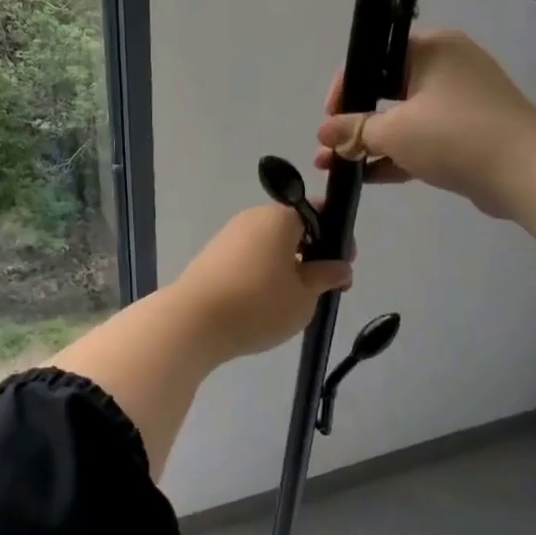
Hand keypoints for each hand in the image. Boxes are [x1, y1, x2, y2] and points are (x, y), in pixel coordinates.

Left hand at [167, 203, 352, 361]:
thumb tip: (341, 266)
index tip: (343, 266)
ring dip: (286, 266)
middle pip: (292, 229)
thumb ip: (327, 276)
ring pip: (270, 245)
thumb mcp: (304, 295)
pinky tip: (263, 303)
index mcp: (280, 217)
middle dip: (311, 254)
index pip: (318, 212)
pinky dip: (262, 274)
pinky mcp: (212, 256)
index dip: (337, 236)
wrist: (192, 322)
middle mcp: (253, 217)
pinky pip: (249, 258)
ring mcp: (229, 235)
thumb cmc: (258, 304)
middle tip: (321, 288)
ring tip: (292, 301)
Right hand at [313, 29, 535, 220]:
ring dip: (371, 142)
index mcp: (432, 48)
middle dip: (354, 120)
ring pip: (404, 118)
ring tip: (336, 166)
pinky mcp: (467, 133)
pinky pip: (423, 138)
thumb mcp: (395, 131)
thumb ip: (355, 130)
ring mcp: (460, 102)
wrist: (526, 173)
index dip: (346, 85)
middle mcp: (447, 66)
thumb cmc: (455, 136)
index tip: (329, 116)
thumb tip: (322, 132)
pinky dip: (397, 154)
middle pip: (387, 88)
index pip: (375, 55)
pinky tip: (367, 177)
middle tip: (330, 144)